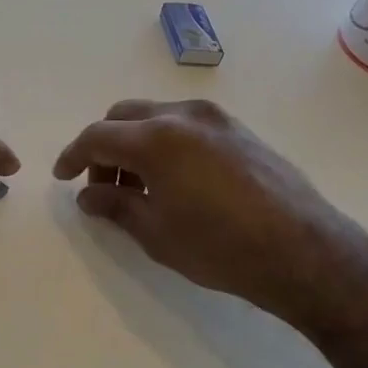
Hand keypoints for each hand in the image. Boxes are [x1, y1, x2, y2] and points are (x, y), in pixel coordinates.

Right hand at [52, 99, 367, 324]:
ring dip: (135, 143)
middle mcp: (184, 116)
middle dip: (104, 147)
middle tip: (102, 185)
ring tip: (138, 186)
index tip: (63, 177)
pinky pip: (186, 124)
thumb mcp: (157, 233)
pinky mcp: (240, 130)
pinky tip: (174, 180)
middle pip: (124, 116)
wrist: (305, 252)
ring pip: (156, 116)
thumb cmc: (221, 248)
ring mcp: (217, 119)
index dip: (73, 156)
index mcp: (156, 139)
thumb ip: (115, 206)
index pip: (98, 136)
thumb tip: (88, 195)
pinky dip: (165, 142)